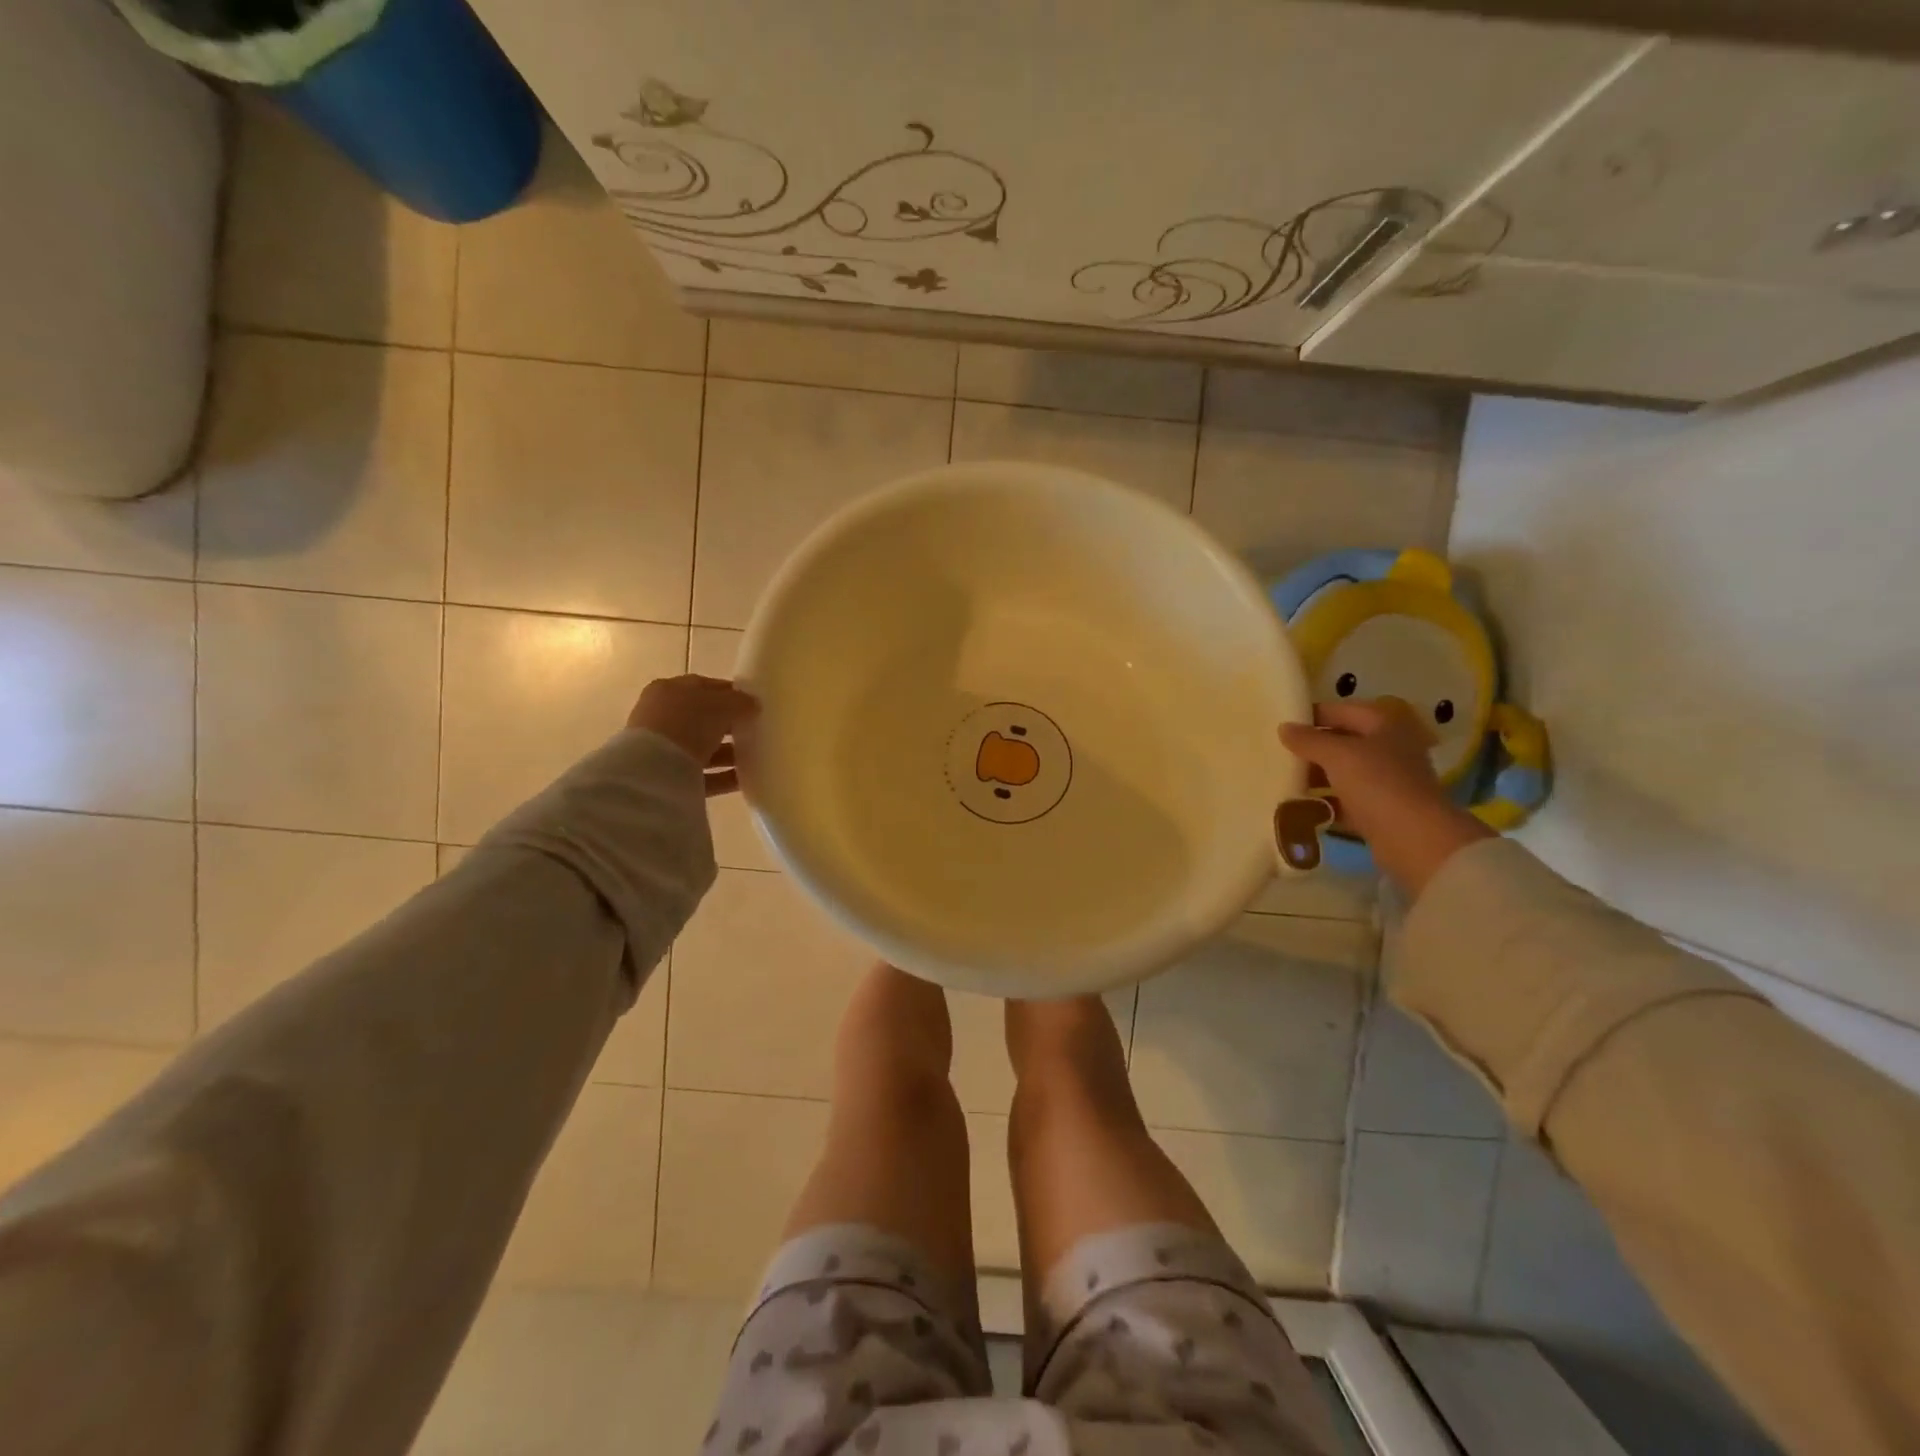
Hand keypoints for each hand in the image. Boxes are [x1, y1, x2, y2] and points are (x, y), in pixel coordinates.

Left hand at [628, 675, 758, 796]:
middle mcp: (662, 717)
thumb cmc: (686, 723)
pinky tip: (745, 779)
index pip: (704, 687)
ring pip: (703, 748)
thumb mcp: (720, 705)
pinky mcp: (669, 777)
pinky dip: (723, 776)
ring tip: (755, 757)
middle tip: (755, 731)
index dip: (729, 693)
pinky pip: (702, 774)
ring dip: (728, 753)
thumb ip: (739, 702)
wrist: (654, 770)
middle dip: (729, 725)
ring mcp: (664, 748)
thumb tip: (753, 704)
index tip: (753, 703)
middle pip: (703, 719)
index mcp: (669, 691)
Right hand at [1279, 698, 1490, 896]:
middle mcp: (1389, 748)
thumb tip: (1284, 728)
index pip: (1341, 710)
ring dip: (1316, 776)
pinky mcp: (1381, 809)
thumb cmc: (1378, 783)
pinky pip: (1346, 800)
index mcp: (1384, 724)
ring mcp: (1387, 780)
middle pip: (1342, 741)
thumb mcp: (1337, 755)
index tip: (1280, 725)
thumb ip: (1308, 740)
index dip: (1311, 716)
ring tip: (1283, 780)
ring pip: (1343, 772)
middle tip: (1277, 754)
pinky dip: (1325, 802)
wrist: (1415, 839)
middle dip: (1311, 748)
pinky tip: (1299, 807)